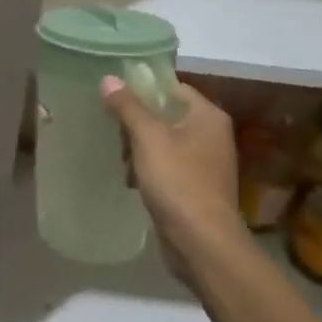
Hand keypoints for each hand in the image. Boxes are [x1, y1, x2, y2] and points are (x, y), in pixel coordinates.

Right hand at [101, 78, 242, 287]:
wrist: (202, 242)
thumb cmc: (177, 181)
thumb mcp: (147, 138)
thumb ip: (128, 106)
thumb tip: (109, 78)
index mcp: (208, 116)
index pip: (173, 88)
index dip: (144, 89)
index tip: (114, 96)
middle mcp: (212, 135)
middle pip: (167, 114)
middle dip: (138, 123)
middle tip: (114, 132)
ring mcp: (206, 163)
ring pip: (165, 142)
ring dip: (140, 148)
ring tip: (121, 160)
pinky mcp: (196, 188)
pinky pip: (168, 166)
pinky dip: (150, 169)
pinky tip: (131, 180)